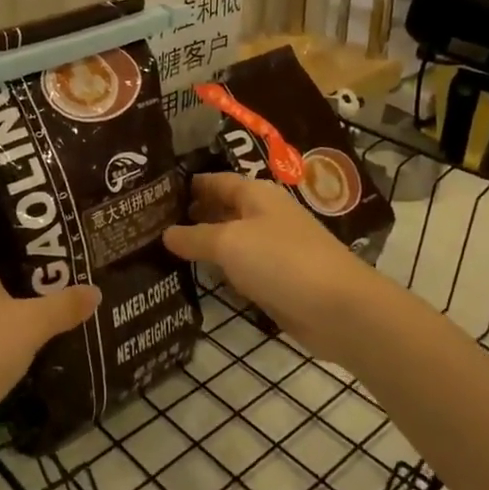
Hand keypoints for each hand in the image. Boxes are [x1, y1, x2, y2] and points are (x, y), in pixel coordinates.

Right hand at [163, 172, 391, 368]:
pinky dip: (221, 270)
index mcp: (256, 193)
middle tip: (149, 223)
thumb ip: (195, 237)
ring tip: (161, 249)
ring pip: (230, 240)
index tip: (152, 193)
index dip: (186, 185)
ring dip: (204, 244)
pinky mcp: (277, 280)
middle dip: (191, 214)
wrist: (338, 308)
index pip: (214, 180)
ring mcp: (272, 248)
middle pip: (222, 208)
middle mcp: (264, 215)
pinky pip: (241, 268)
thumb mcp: (230, 243)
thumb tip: (165, 233)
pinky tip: (197, 277)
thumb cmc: (282, 260)